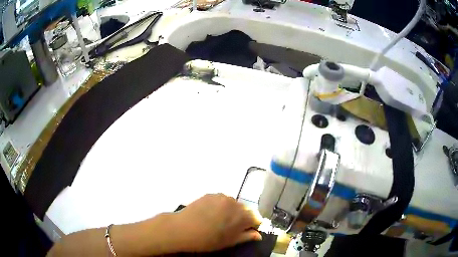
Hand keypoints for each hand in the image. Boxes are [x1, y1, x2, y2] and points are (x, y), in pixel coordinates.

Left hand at [172, 193, 262, 251]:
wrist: (182, 229)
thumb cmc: (207, 240)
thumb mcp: (229, 242)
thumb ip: (247, 236)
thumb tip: (258, 235)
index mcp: (242, 216)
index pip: (257, 218)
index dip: (253, 225)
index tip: (247, 230)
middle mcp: (235, 203)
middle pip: (246, 209)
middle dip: (243, 217)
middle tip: (232, 227)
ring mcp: (222, 197)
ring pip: (234, 204)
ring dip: (232, 211)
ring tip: (220, 220)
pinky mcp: (211, 194)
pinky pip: (222, 200)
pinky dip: (221, 206)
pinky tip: (211, 214)